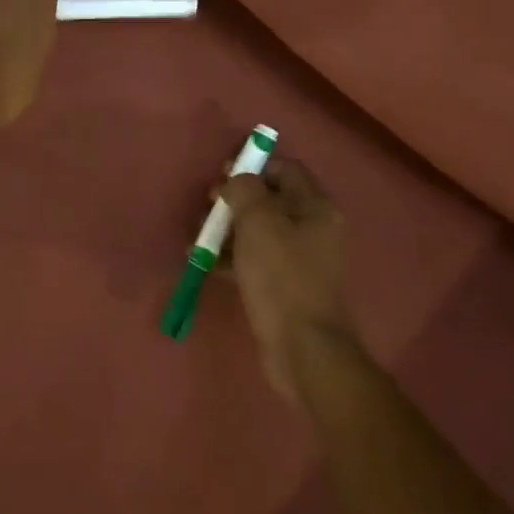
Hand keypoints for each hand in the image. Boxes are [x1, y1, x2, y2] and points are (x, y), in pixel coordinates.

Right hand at [219, 158, 357, 401]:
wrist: (302, 347)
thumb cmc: (281, 275)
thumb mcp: (258, 222)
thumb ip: (244, 189)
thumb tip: (236, 181)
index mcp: (316, 207)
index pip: (286, 169)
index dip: (254, 166)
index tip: (223, 174)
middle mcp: (313, 229)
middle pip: (270, 200)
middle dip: (235, 200)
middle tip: (207, 205)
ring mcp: (301, 260)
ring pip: (259, 231)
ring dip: (228, 229)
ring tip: (198, 236)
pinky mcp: (286, 286)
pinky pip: (255, 260)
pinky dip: (231, 257)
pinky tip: (202, 262)